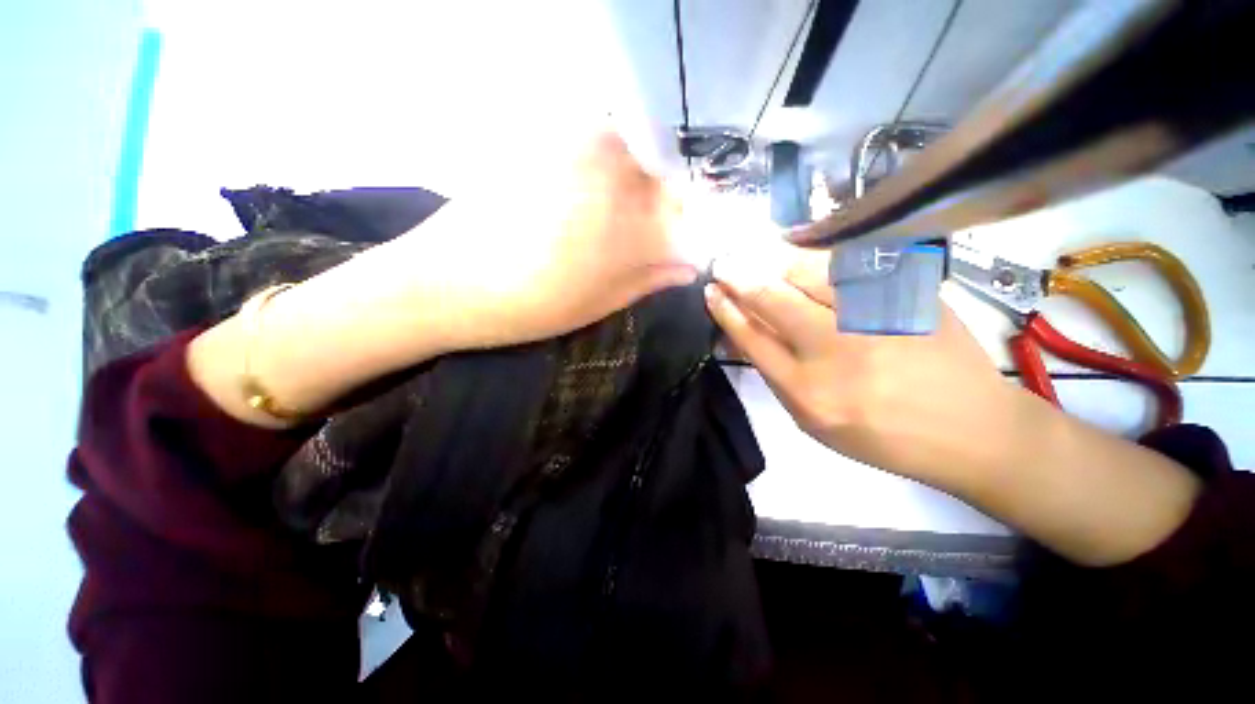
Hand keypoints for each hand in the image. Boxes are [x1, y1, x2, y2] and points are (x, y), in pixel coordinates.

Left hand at [392, 131, 696, 351]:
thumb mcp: (599, 302)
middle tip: (655, 236)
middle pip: (664, 179)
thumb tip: (688, 266)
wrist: (444, 283)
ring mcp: (574, 154)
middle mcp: (609, 177)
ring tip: (624, 218)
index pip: (684, 220)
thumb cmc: (529, 306)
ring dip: (642, 183)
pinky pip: (597, 142)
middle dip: (670, 207)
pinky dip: (611, 164)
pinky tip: (593, 194)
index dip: (691, 236)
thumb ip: (649, 278)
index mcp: (626, 225)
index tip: (685, 252)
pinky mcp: (543, 145)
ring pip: (635, 155)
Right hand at [704, 244, 1013, 489]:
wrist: (969, 428)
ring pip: (810, 272)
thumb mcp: (812, 420)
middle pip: (773, 299)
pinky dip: (819, 257)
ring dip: (775, 260)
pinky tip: (803, 256)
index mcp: (807, 390)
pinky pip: (851, 265)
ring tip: (758, 254)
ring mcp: (875, 317)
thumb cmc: (880, 435)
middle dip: (740, 277)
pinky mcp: (907, 297)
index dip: (726, 310)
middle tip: (723, 263)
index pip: (752, 337)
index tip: (711, 291)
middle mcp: (836, 349)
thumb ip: (776, 374)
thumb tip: (744, 333)